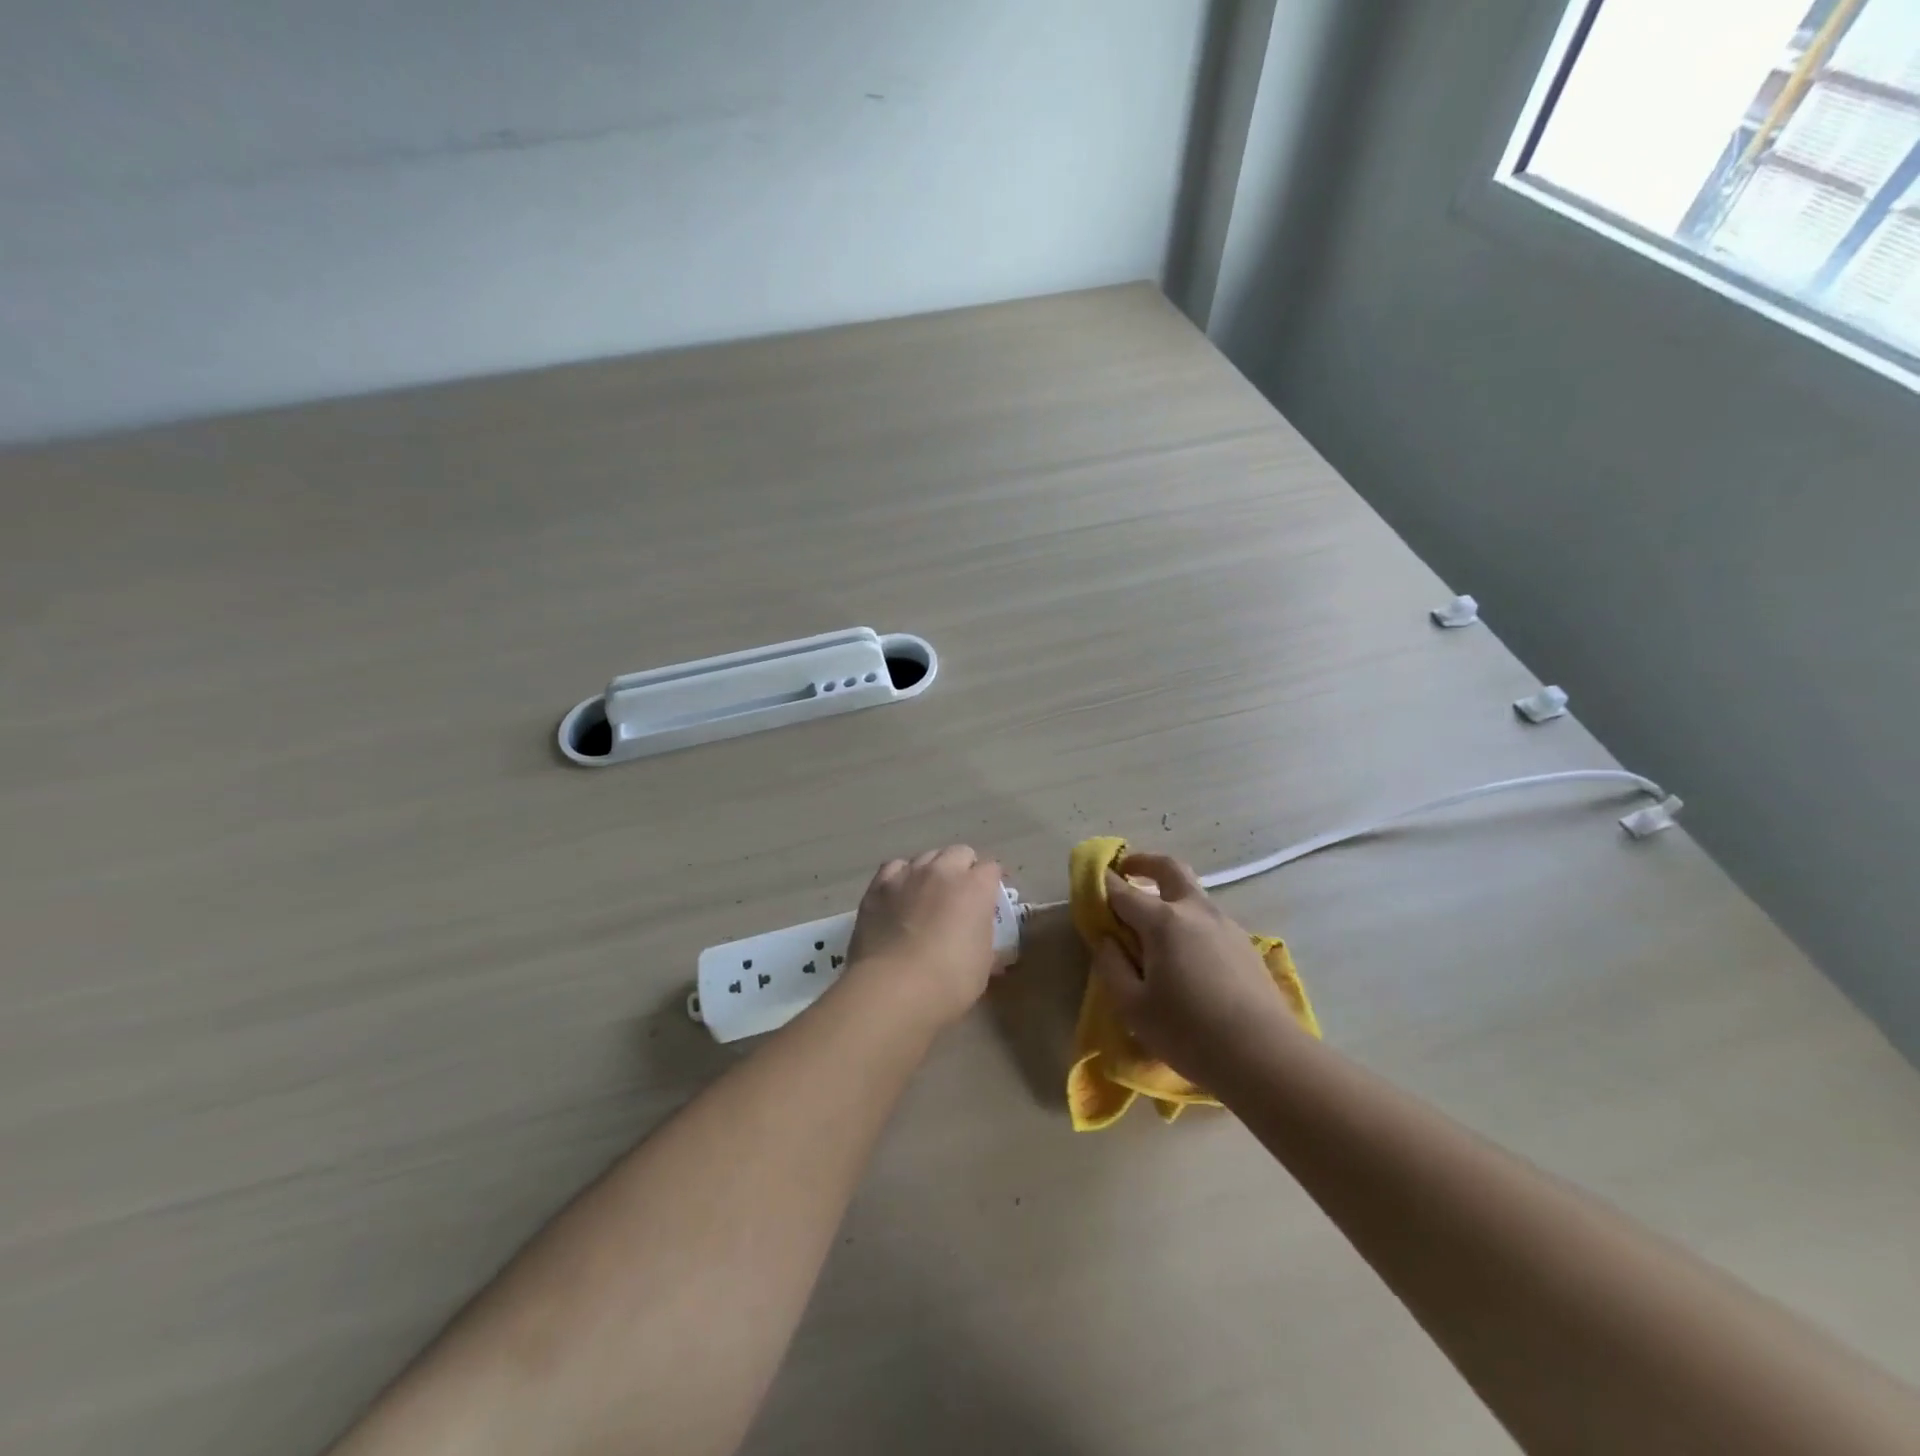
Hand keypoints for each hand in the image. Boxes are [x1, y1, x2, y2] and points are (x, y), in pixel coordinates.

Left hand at [843, 845, 1003, 1031]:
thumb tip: (980, 936)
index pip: (991, 868)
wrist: (894, 988)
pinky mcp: (878, 886)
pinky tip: (899, 895)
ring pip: (926, 857)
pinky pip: (894, 868)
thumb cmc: (950, 981)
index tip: (990, 899)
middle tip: (960, 895)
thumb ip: (984, 938)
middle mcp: (943, 871)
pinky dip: (901, 876)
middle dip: (964, 868)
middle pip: (959, 853)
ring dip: (932, 870)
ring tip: (928, 894)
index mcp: (975, 887)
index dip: (991, 883)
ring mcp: (908, 875)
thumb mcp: (983, 964)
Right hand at [1090, 853, 1303, 1083]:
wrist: (1265, 1057)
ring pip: (1193, 894)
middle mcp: (1196, 911)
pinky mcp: (1245, 945)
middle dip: (1144, 863)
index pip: (1123, 892)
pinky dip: (1189, 921)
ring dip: (1169, 895)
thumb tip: (1106, 940)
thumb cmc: (1189, 1032)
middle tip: (1126, 871)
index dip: (1102, 886)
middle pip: (1169, 869)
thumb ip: (1112, 966)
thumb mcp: (1133, 1006)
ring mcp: (1226, 925)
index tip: (1089, 885)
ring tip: (1154, 928)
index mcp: (1163, 921)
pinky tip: (1186, 956)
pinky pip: (1209, 920)